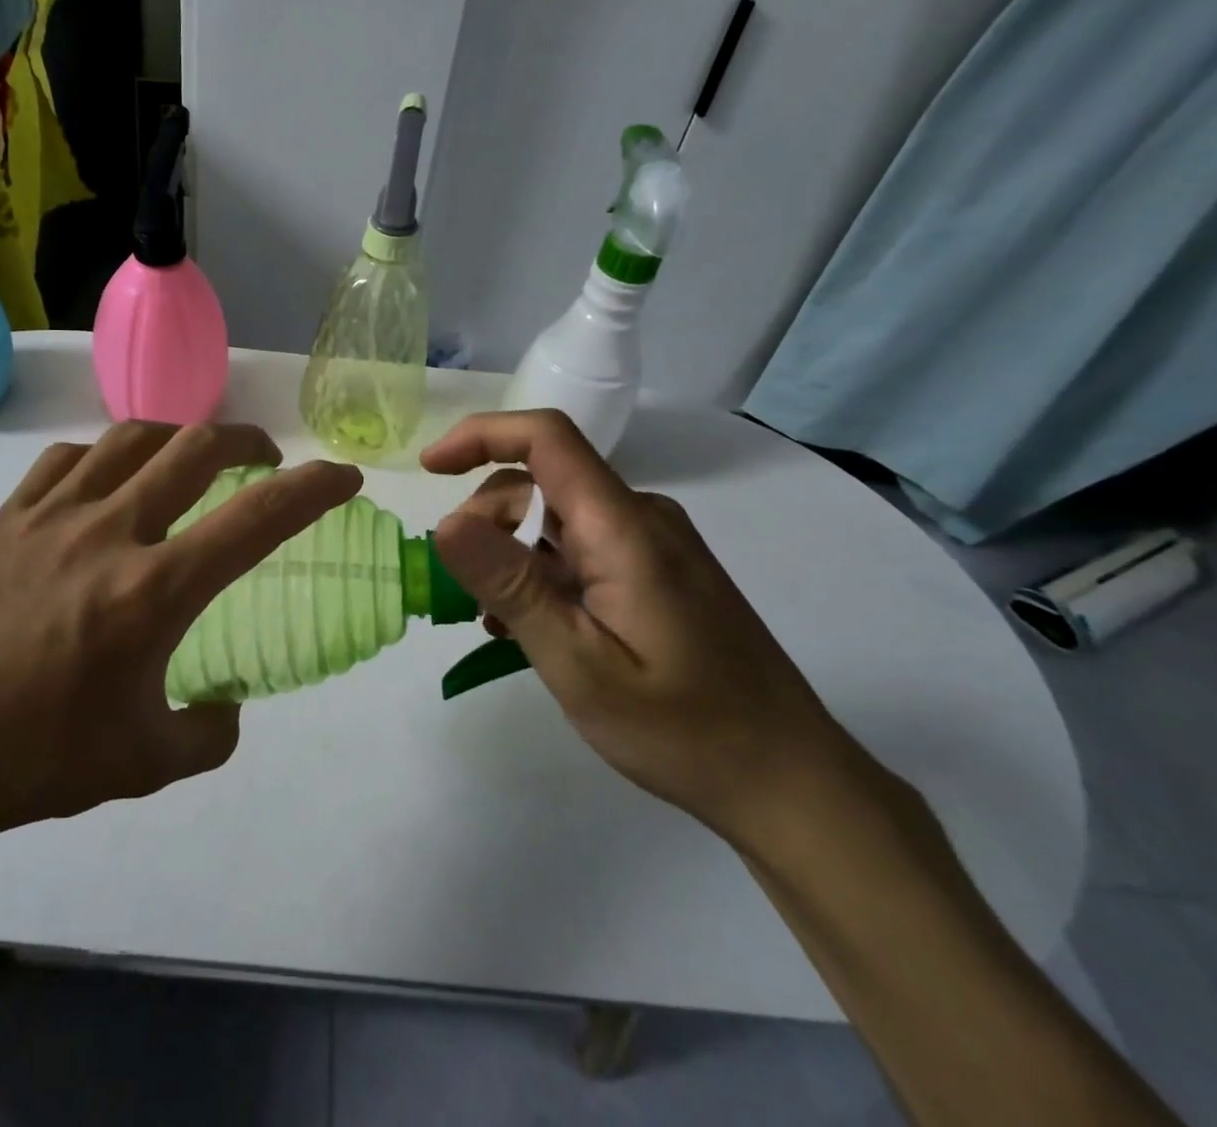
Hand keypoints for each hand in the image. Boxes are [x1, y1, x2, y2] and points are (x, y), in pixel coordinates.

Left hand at [0, 422, 361, 899]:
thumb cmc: (33, 761)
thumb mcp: (143, 764)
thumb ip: (208, 732)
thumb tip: (227, 707)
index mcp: (153, 590)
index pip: (257, 518)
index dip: (313, 489)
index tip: (344, 478)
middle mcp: (109, 531)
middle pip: (197, 448)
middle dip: (248, 441)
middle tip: (265, 460)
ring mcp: (52, 514)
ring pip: (133, 436)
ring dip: (179, 437)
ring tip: (192, 460)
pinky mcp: (7, 518)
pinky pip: (69, 458)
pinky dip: (107, 457)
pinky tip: (108, 483)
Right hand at [422, 410, 876, 852]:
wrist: (788, 781)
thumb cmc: (682, 728)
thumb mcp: (578, 663)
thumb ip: (511, 586)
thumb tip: (446, 523)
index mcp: (624, 526)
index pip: (546, 437)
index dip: (480, 435)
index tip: (428, 468)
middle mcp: (641, 517)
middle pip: (542, 479)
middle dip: (487, 517)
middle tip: (467, 589)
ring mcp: (654, 544)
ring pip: (557, 515)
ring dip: (512, 551)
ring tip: (498, 620)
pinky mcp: (659, 571)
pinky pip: (582, 546)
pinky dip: (542, 570)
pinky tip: (534, 625)